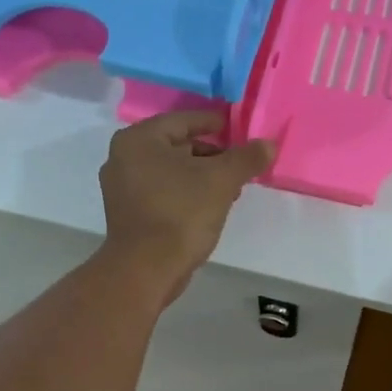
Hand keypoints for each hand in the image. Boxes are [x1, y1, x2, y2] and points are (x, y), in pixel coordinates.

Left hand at [98, 110, 274, 298]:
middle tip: (238, 164)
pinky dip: (186, 193)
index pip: (183, 120)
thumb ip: (247, 158)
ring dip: (201, 176)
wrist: (147, 269)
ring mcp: (122, 188)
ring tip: (230, 189)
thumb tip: (269, 144)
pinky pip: (163, 191)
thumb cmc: (181, 213)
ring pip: (171, 171)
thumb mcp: (221, 180)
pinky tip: (209, 206)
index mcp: (139, 139)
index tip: (237, 129)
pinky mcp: (128, 213)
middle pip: (177, 146)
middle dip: (211, 154)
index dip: (214, 123)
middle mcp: (123, 157)